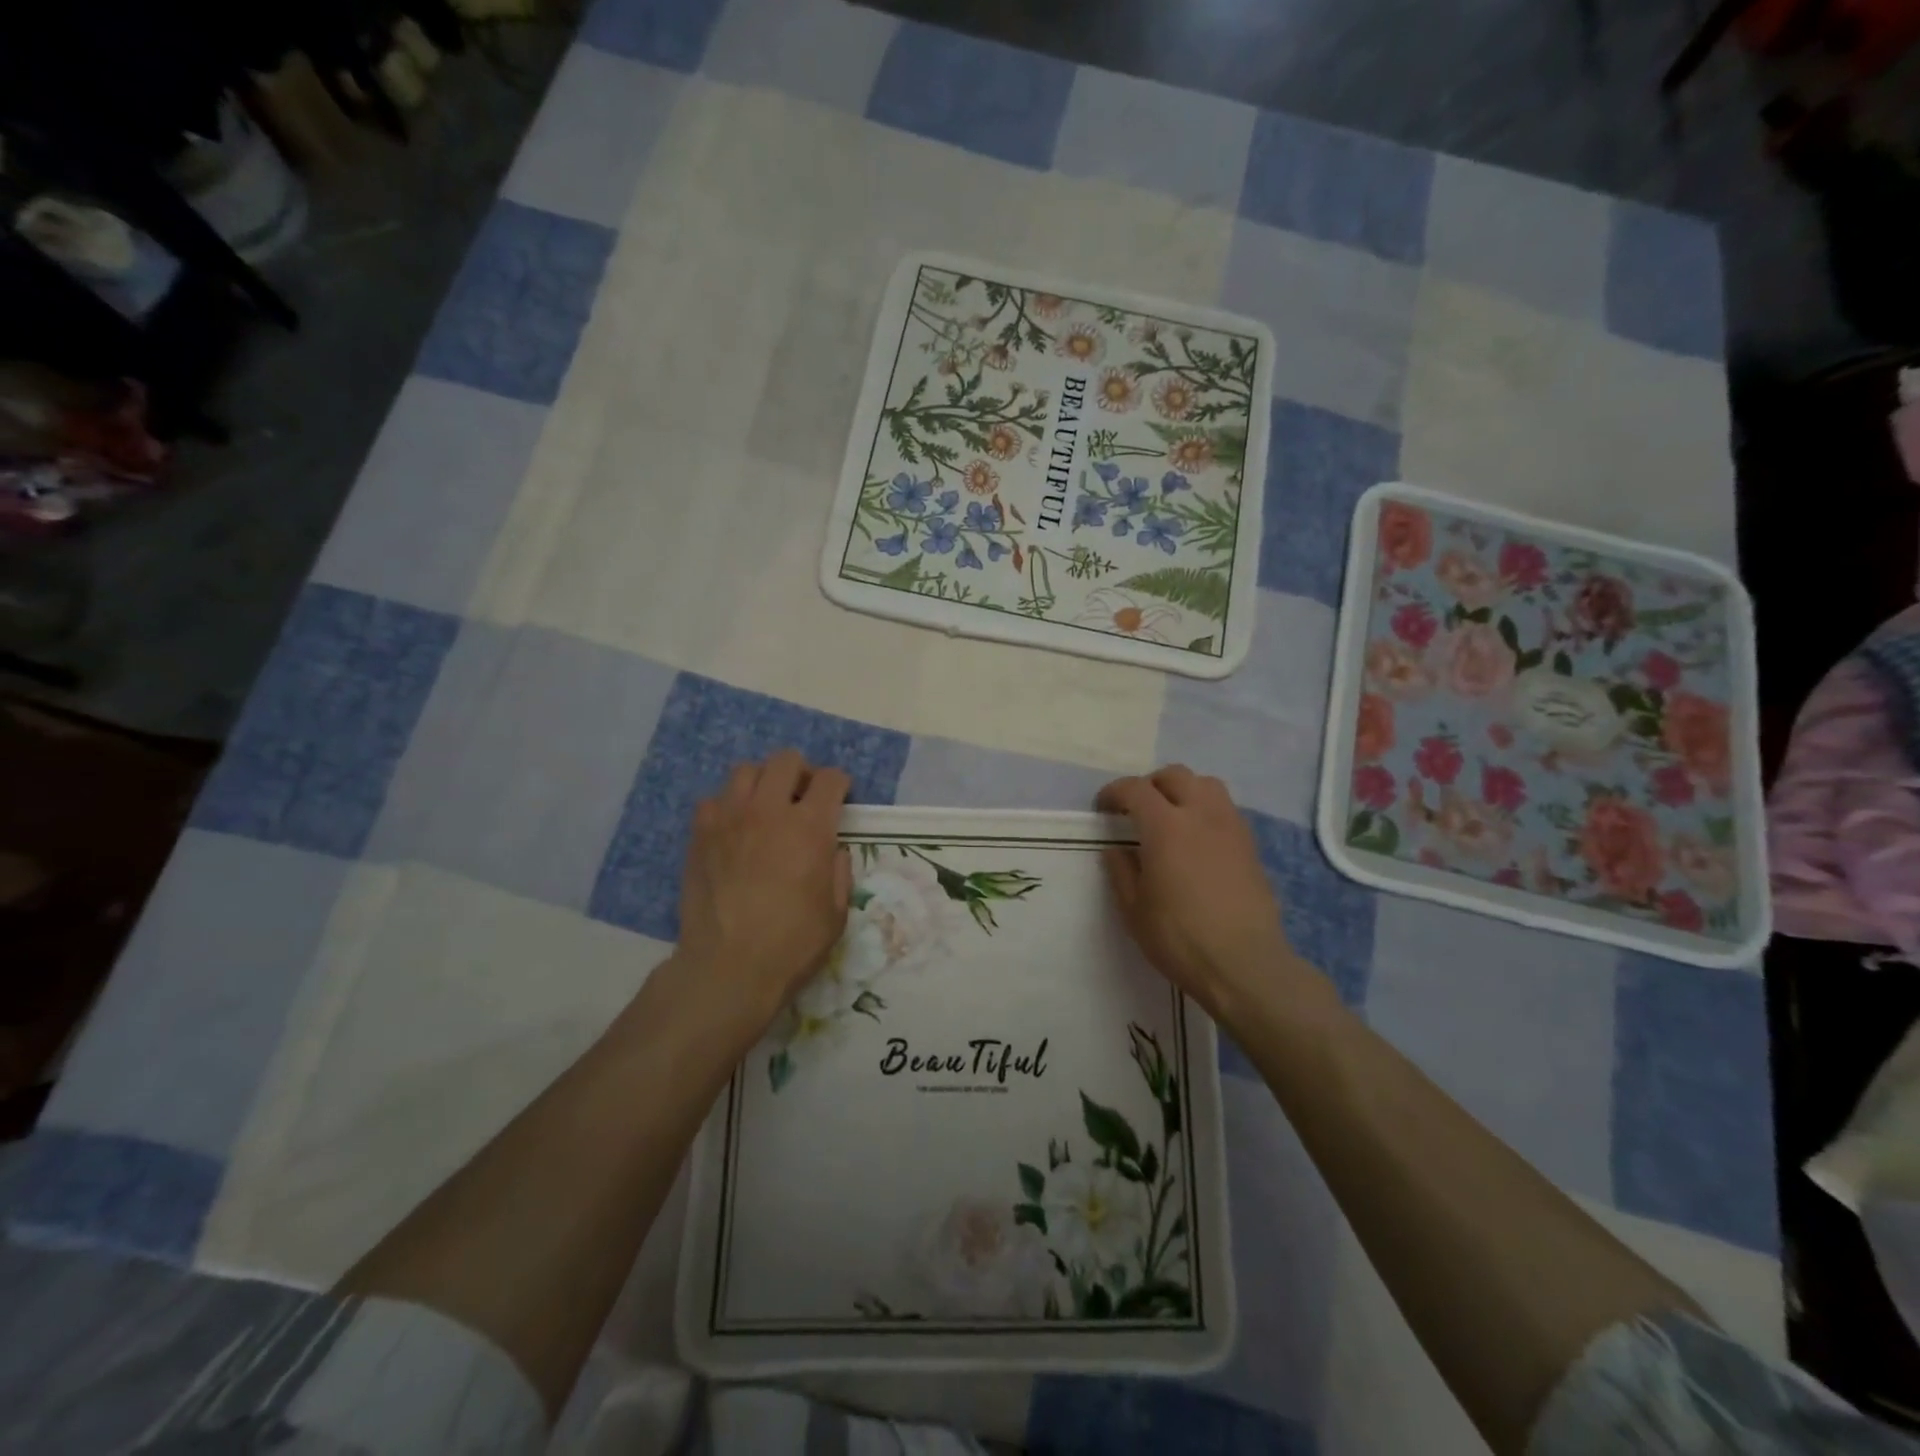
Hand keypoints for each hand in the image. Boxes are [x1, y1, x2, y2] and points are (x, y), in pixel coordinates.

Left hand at [676, 750, 851, 1031]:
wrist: (728, 967)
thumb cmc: (792, 944)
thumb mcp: (837, 913)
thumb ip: (839, 872)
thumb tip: (832, 850)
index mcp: (809, 827)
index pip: (830, 779)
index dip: (840, 783)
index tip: (841, 797)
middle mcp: (769, 811)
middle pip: (786, 760)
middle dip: (801, 772)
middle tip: (803, 797)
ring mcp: (729, 819)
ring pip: (746, 770)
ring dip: (763, 782)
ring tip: (766, 807)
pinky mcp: (700, 835)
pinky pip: (713, 800)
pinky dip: (727, 806)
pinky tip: (733, 829)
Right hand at [1096, 765, 1321, 1023]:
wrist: (1244, 964)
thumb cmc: (1179, 938)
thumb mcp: (1134, 909)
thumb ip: (1121, 871)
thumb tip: (1116, 849)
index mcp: (1165, 826)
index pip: (1136, 789)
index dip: (1114, 792)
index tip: (1103, 808)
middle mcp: (1201, 815)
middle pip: (1175, 776)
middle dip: (1151, 784)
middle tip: (1137, 809)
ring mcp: (1231, 827)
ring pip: (1207, 785)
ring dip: (1184, 790)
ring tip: (1172, 816)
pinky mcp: (1251, 846)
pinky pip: (1226, 809)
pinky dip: (1206, 810)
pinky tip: (1198, 839)